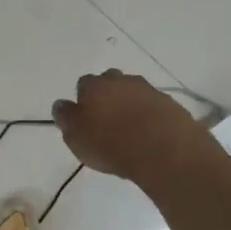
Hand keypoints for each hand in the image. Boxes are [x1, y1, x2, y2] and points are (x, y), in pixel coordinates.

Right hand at [51, 71, 215, 183]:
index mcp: (94, 86)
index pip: (83, 85)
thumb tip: (61, 105)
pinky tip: (150, 134)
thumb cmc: (111, 144)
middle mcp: (121, 80)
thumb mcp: (76, 137)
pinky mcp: (169, 103)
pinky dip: (149, 115)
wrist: (164, 149)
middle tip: (108, 121)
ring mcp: (148, 90)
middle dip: (108, 97)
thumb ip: (66, 118)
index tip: (86, 119)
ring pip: (133, 92)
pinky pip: (153, 106)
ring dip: (130, 105)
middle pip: (110, 83)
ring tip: (130, 130)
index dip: (83, 101)